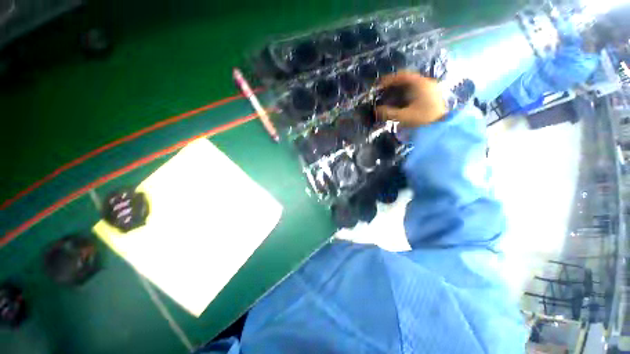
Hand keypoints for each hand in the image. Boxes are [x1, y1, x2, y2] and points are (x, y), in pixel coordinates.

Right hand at [375, 71, 446, 127]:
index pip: (402, 76)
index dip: (389, 79)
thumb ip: (388, 113)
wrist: (442, 126)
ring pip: (410, 85)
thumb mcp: (404, 117)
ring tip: (388, 97)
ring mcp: (429, 89)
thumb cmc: (423, 119)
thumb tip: (375, 110)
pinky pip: (415, 91)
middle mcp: (426, 83)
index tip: (379, 86)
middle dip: (392, 85)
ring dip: (398, 90)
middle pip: (406, 79)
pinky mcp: (430, 96)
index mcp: (420, 84)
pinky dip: (405, 94)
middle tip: (382, 91)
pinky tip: (399, 102)